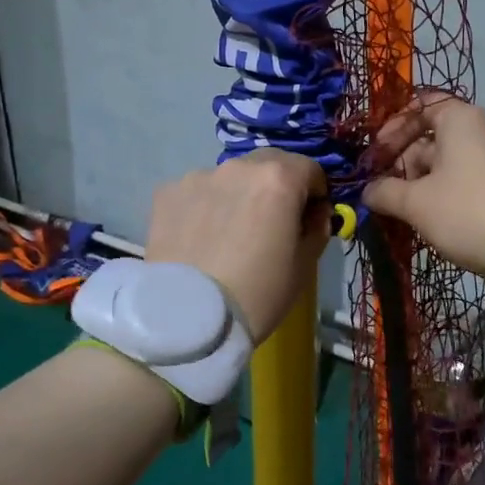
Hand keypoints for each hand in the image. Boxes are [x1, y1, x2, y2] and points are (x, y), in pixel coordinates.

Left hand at [145, 150, 329, 341]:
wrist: (187, 319)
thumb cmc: (258, 294)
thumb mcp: (303, 266)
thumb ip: (317, 228)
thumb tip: (315, 213)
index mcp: (279, 179)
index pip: (310, 169)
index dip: (315, 193)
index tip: (309, 217)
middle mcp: (238, 166)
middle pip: (269, 164)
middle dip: (277, 186)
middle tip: (271, 222)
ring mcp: (198, 176)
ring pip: (230, 178)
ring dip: (239, 194)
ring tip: (230, 233)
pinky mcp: (167, 192)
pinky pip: (198, 192)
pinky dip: (205, 206)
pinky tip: (201, 238)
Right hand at [360, 95, 484, 278]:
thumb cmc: (464, 209)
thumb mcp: (415, 202)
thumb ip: (385, 192)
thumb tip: (367, 192)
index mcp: (459, 120)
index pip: (420, 106)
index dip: (393, 127)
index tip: (376, 155)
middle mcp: (477, 131)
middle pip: (428, 138)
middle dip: (401, 164)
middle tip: (382, 192)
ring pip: (442, 164)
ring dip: (416, 184)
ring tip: (400, 211)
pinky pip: (459, 181)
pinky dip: (438, 194)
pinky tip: (424, 219)